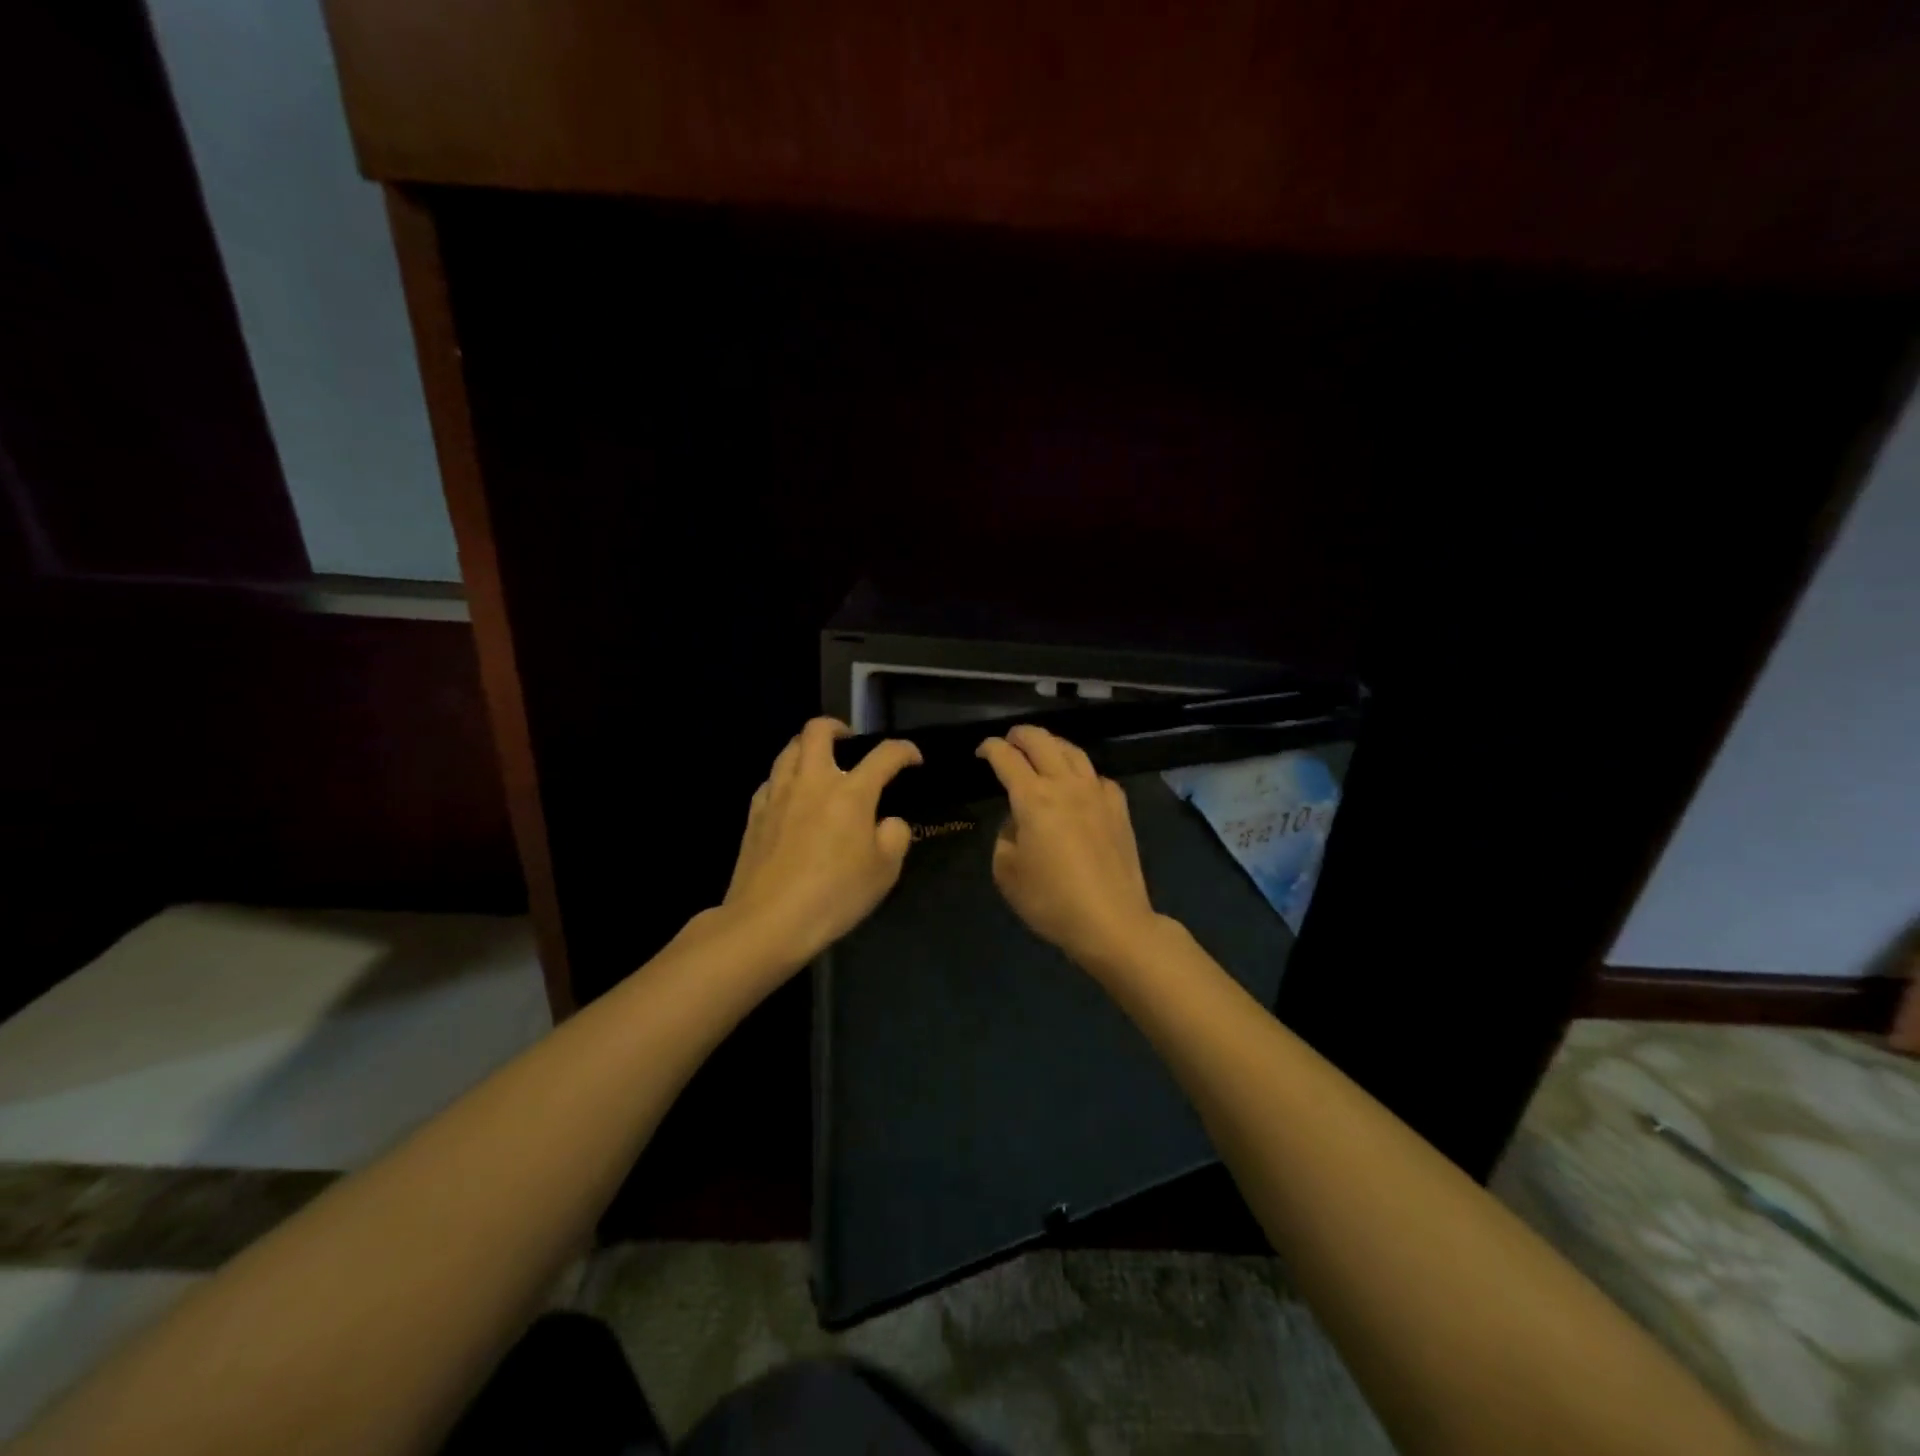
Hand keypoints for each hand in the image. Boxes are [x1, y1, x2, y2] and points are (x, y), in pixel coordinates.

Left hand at [720, 717, 922, 967]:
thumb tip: (888, 821)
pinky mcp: (754, 814)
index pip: (884, 755)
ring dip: (808, 749)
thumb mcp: (884, 871)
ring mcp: (777, 795)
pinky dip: (786, 779)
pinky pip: (771, 780)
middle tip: (851, 744)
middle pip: (818, 730)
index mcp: (850, 793)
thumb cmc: (834, 896)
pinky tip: (792, 800)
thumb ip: (895, 836)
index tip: (913, 759)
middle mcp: (812, 781)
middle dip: (838, 728)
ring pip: (789, 749)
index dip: (904, 751)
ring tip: (820, 768)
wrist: (767, 922)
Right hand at [977, 724, 1160, 971]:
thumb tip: (1018, 822)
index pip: (1006, 758)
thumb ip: (1005, 837)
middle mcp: (1066, 785)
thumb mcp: (1007, 873)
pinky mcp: (1119, 807)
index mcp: (1033, 798)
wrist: (1112, 921)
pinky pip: (1096, 776)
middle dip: (1020, 735)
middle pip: (1042, 741)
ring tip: (1042, 751)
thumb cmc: (1051, 900)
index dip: (989, 748)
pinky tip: (1077, 785)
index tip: (981, 751)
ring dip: (1052, 744)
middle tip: (1009, 741)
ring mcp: (1097, 793)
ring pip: (1073, 751)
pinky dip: (1080, 772)